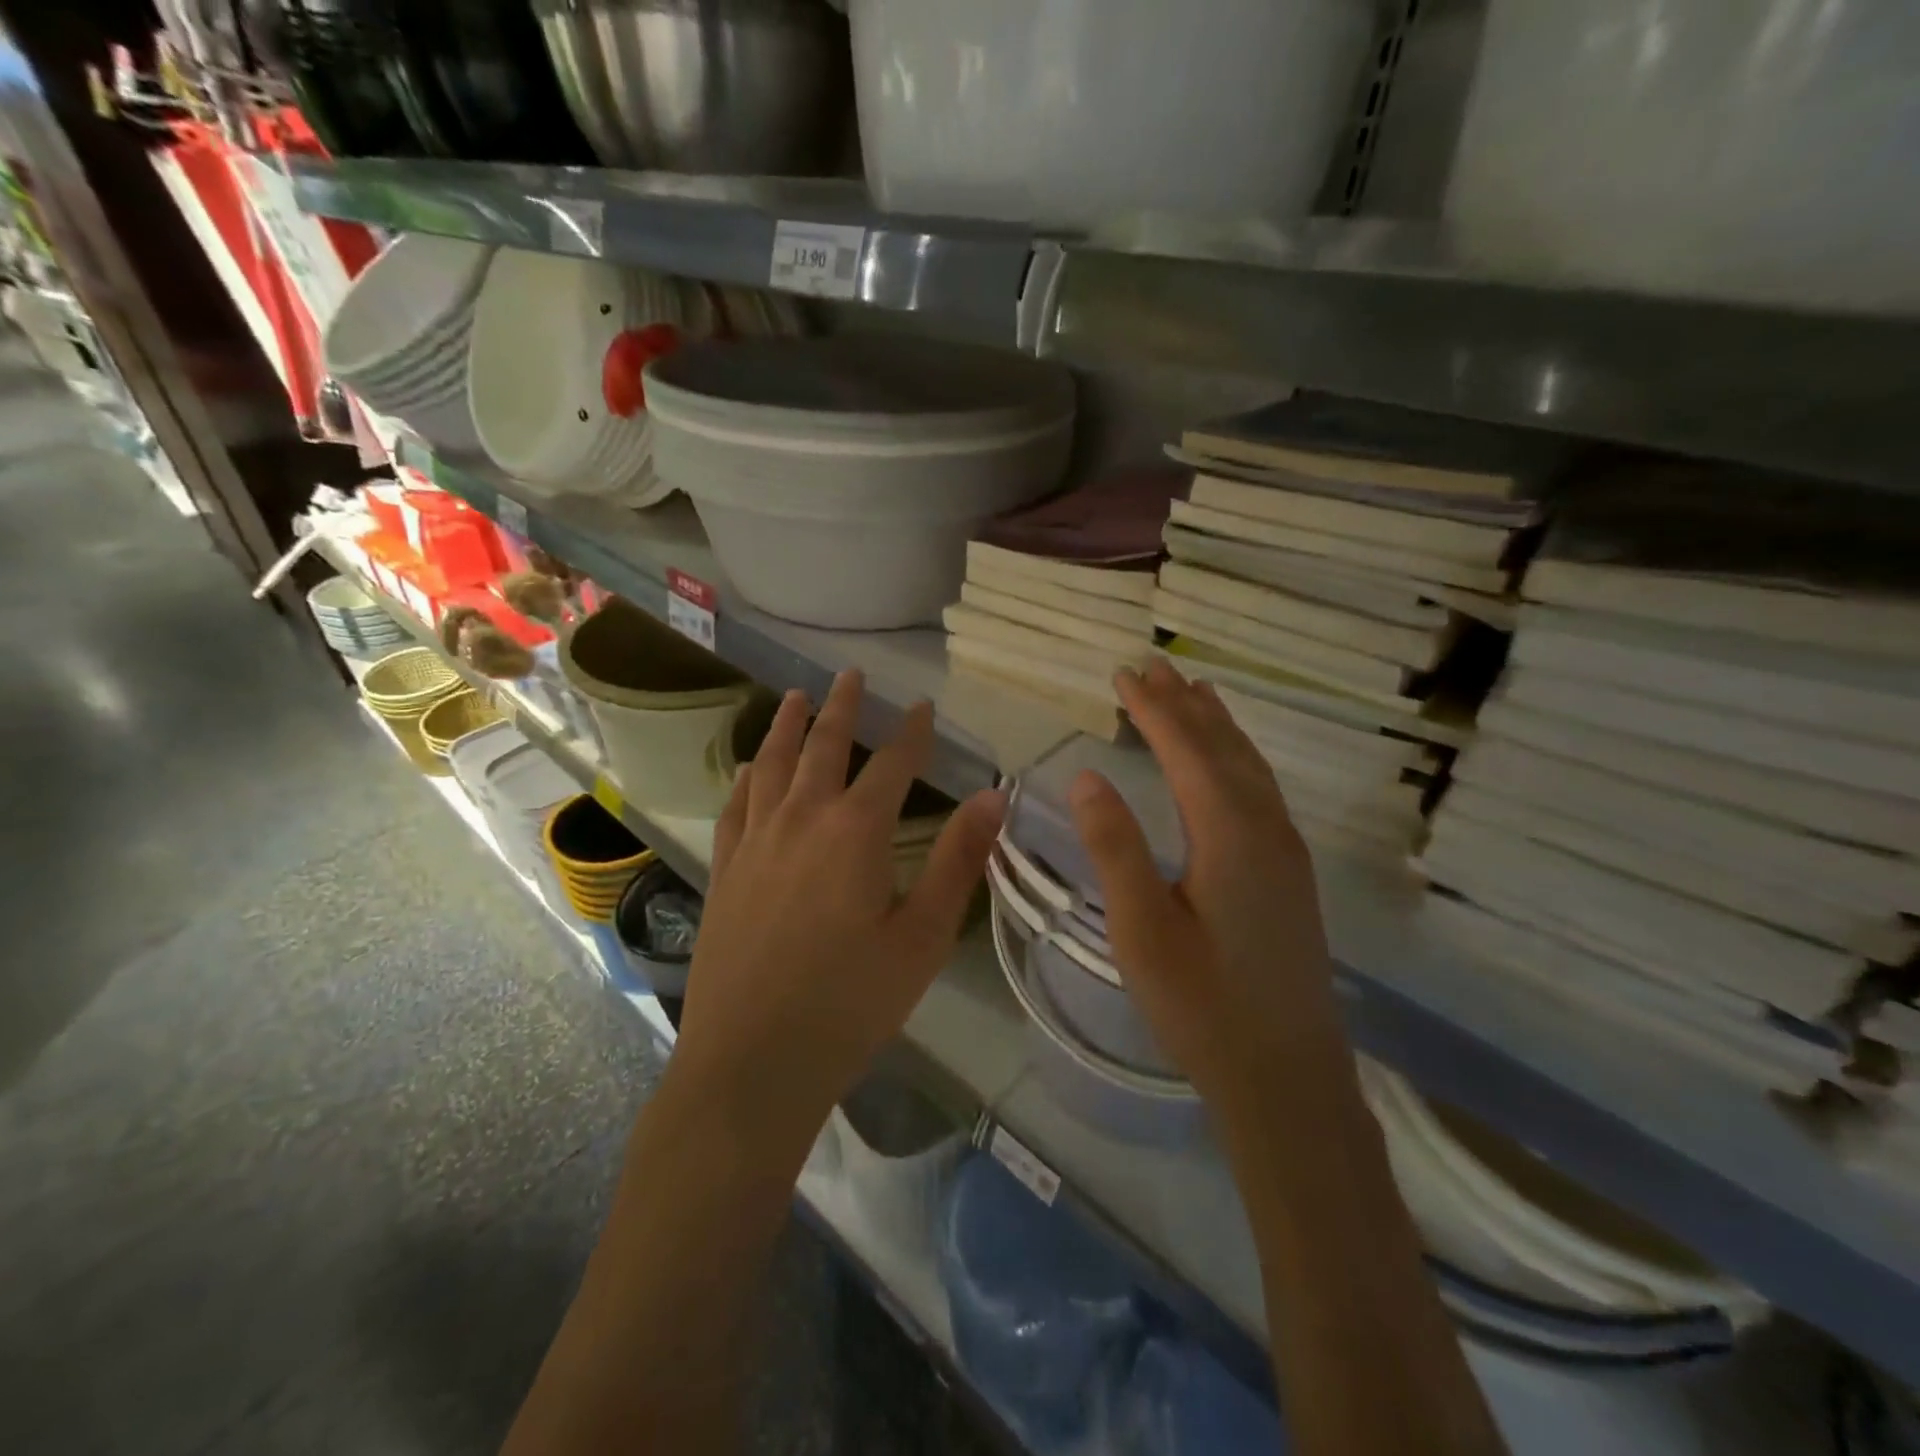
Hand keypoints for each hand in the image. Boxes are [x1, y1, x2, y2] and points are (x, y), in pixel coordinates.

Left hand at [672, 670, 1005, 1153]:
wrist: (752, 1062)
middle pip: (823, 747)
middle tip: (851, 675)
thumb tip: (994, 796)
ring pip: (771, 765)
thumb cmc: (850, 1003)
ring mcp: (756, 843)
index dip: (913, 732)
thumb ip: (959, 860)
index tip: (925, 706)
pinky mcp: (726, 871)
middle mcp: (801, 820)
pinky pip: (736, 806)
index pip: (893, 763)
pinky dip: (748, 777)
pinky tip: (750, 768)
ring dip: (786, 726)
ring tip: (794, 697)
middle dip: (842, 707)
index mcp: (856, 831)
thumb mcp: (923, 936)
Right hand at [1067, 661, 1343, 1120]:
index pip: (1188, 751)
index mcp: (1230, 835)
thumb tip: (1087, 776)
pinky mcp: (1290, 874)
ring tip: (1193, 691)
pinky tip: (1228, 762)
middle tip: (1152, 666)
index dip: (1154, 710)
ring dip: (1217, 725)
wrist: (1286, 1077)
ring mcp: (1287, 851)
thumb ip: (1115, 847)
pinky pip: (1261, 790)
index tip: (1123, 673)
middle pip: (1224, 747)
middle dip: (1185, 704)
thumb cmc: (1202, 1005)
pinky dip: (1237, 758)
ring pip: (1250, 766)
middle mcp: (1267, 829)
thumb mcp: (1141, 929)